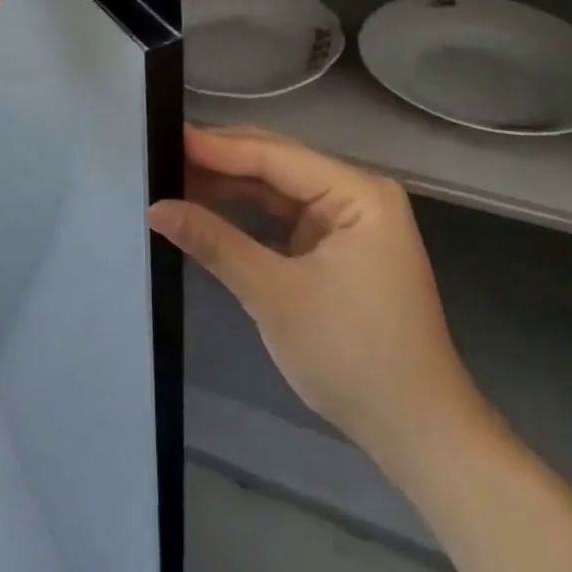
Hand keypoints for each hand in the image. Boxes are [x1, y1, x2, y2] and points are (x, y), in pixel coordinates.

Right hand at [149, 126, 482, 468]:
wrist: (416, 433)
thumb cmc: (352, 357)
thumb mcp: (274, 295)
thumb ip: (215, 242)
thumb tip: (155, 208)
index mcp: (359, 193)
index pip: (276, 156)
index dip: (218, 147)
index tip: (166, 137)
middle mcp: (358, 194)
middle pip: (278, 164)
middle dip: (221, 161)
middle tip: (163, 155)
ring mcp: (349, 220)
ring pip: (278, 188)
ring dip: (231, 186)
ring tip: (175, 178)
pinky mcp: (338, 246)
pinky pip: (285, 215)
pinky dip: (248, 214)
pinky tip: (209, 207)